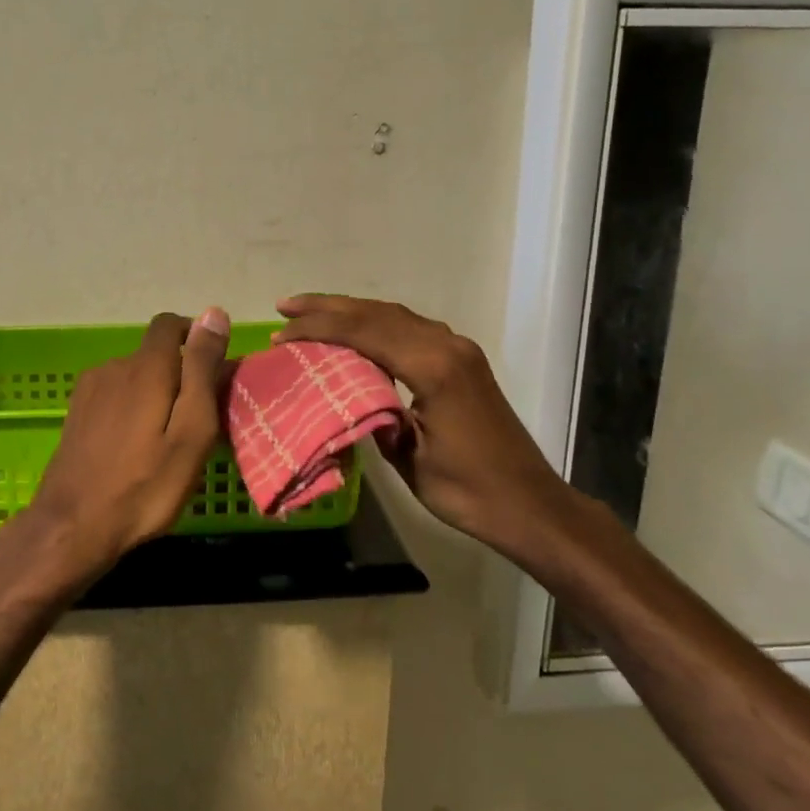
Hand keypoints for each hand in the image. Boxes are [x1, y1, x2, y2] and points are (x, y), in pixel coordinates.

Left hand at [1, 309, 230, 586]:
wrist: (72, 527)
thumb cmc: (144, 485)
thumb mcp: (192, 430)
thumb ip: (202, 369)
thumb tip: (214, 313)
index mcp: (146, 367)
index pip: (171, 324)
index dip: (195, 337)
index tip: (213, 370)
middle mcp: (114, 367)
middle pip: (154, 355)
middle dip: (180, 375)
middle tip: (198, 421)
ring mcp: (89, 391)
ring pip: (134, 377)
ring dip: (155, 394)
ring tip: (168, 440)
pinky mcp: (76, 414)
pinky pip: (115, 396)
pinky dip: (133, 409)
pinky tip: (136, 448)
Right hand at [275, 295, 575, 547]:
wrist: (529, 503)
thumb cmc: (468, 490)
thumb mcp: (409, 458)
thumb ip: (376, 416)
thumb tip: (346, 395)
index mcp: (433, 367)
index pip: (364, 332)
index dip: (318, 329)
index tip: (280, 333)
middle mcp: (447, 346)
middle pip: (377, 312)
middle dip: (327, 307)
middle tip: (284, 307)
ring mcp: (458, 350)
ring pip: (395, 315)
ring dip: (351, 311)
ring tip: (309, 313)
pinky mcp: (463, 361)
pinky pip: (411, 328)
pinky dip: (376, 323)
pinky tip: (356, 332)